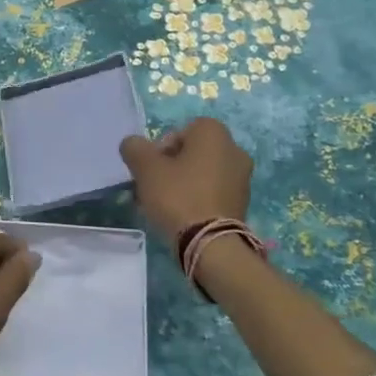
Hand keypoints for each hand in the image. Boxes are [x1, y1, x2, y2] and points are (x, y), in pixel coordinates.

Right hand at [119, 116, 253, 237]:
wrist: (211, 244)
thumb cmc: (178, 196)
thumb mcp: (145, 168)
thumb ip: (134, 148)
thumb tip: (133, 144)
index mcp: (214, 133)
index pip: (179, 131)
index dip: (159, 149)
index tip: (150, 170)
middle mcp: (234, 149)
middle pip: (190, 152)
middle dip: (170, 167)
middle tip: (153, 188)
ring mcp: (242, 177)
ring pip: (201, 173)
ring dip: (182, 183)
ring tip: (164, 205)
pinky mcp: (242, 202)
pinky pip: (212, 192)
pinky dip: (197, 198)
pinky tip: (181, 216)